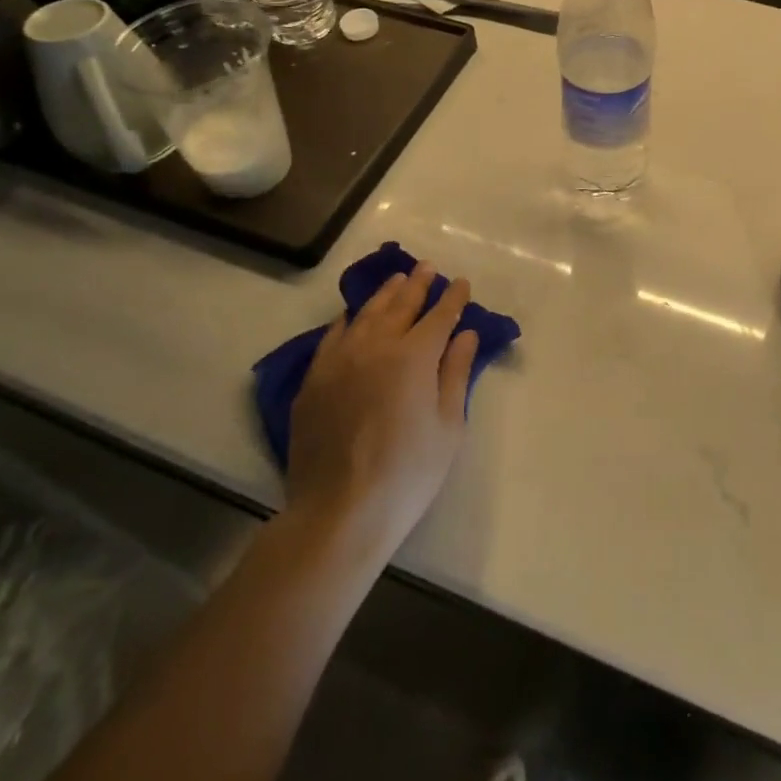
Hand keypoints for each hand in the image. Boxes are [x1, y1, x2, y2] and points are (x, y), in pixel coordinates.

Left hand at [285, 262, 480, 551]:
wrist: (340, 511)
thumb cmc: (408, 472)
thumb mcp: (448, 425)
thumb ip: (455, 373)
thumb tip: (466, 334)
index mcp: (414, 356)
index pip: (439, 315)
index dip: (454, 298)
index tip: (462, 283)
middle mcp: (376, 346)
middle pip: (401, 305)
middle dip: (419, 284)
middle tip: (429, 268)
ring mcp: (340, 360)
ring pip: (365, 314)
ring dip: (385, 294)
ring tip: (398, 280)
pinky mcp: (314, 379)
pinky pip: (333, 336)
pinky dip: (348, 319)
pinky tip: (353, 315)